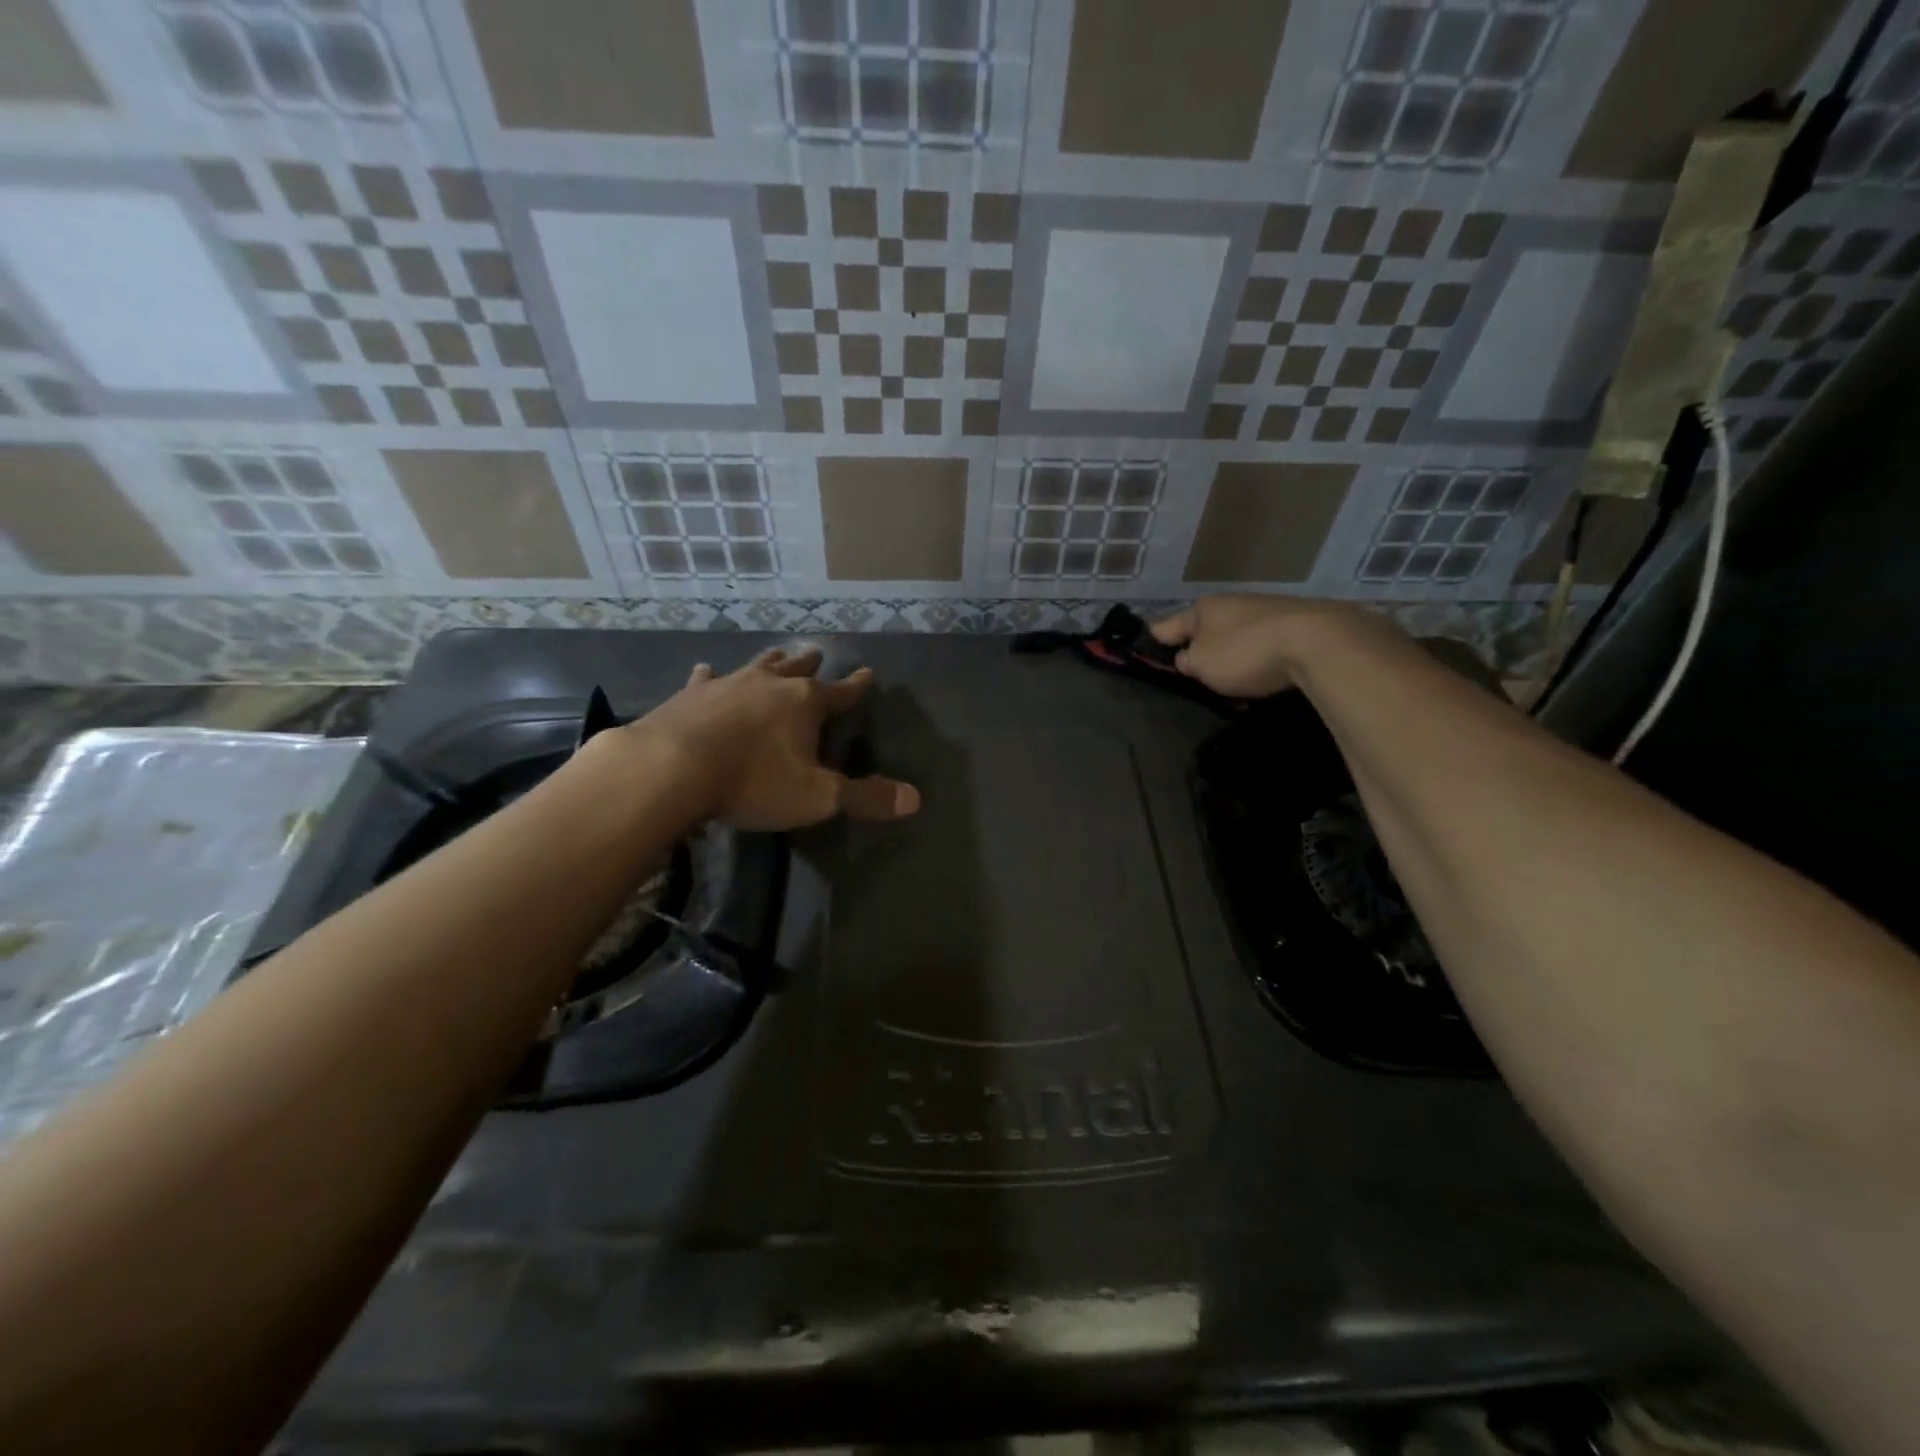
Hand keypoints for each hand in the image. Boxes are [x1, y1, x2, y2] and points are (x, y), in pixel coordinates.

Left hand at [623, 647, 919, 830]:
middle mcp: (769, 684)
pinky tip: (706, 671)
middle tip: (818, 653)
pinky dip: (711, 676)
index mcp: (805, 703)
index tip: (867, 673)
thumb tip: (914, 799)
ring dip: (771, 661)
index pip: (841, 691)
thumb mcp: (817, 797)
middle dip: (810, 663)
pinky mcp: (690, 695)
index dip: (857, 685)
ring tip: (778, 653)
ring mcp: (727, 684)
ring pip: (757, 665)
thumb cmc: (753, 781)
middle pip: (797, 668)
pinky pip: (706, 679)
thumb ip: (865, 798)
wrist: (670, 769)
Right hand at [1152, 595, 1354, 698]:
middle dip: (1199, 645)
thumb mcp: (1202, 665)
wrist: (1317, 641)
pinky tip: (1264, 668)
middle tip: (1193, 670)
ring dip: (1232, 650)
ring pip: (1237, 632)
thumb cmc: (1246, 652)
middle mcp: (1232, 602)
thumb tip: (1188, 658)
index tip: (1144, 649)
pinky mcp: (1296, 621)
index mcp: (1203, 609)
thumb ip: (1187, 662)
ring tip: (1231, 674)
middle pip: (1206, 627)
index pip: (1167, 626)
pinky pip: (1265, 641)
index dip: (1154, 640)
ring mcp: (1266, 609)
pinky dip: (1260, 653)